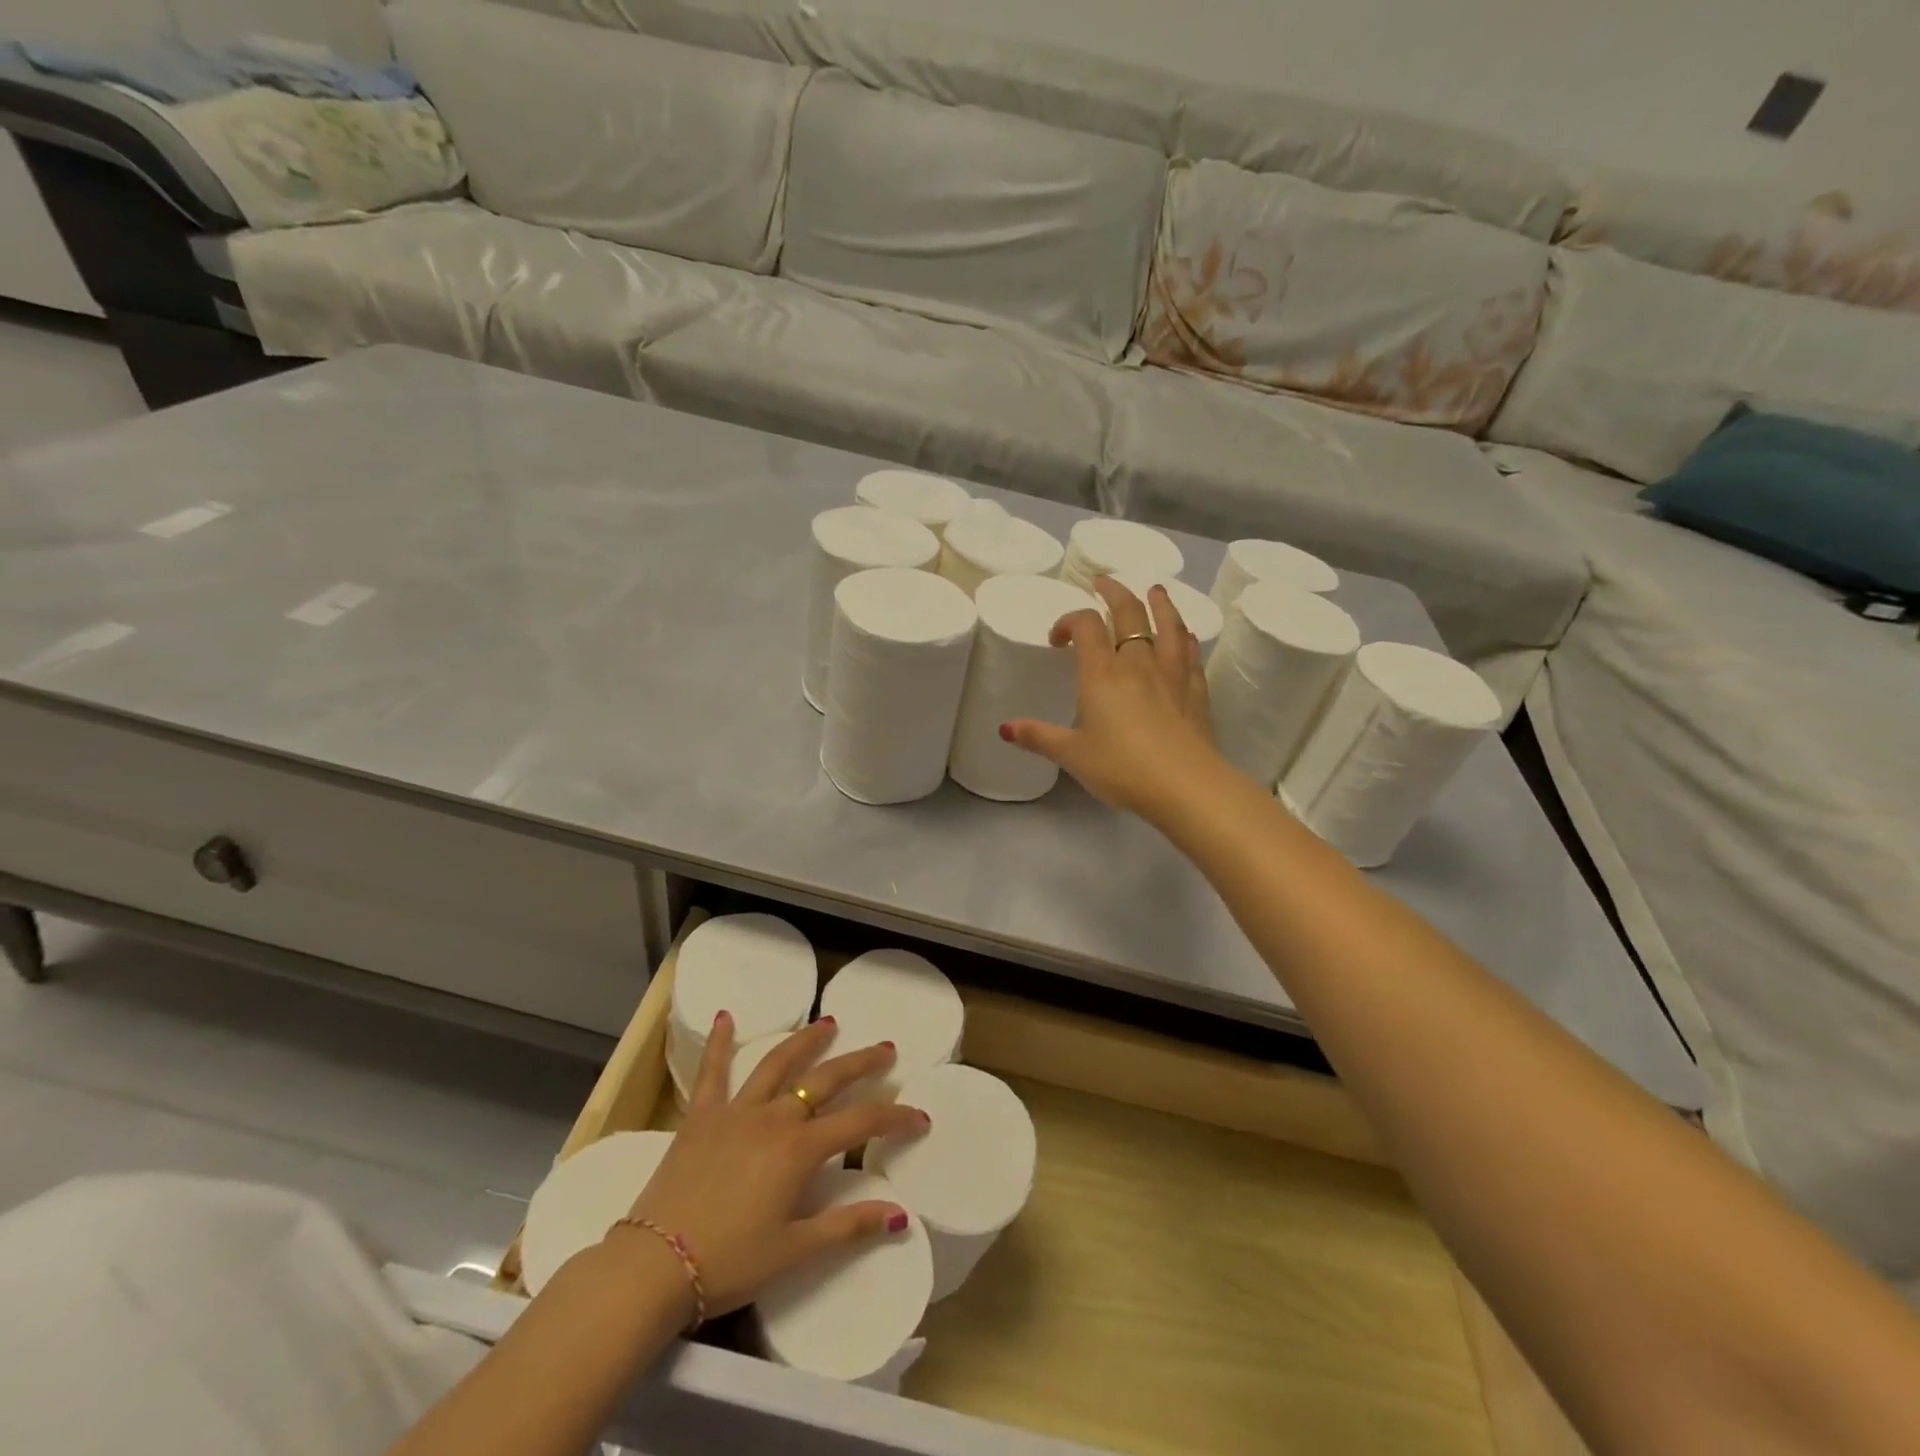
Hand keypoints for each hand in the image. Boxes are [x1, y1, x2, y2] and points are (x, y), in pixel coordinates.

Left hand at [612, 1014, 926, 1320]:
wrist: (653, 1266)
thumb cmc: (728, 1262)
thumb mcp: (793, 1250)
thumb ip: (847, 1227)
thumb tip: (900, 1216)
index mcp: (799, 1150)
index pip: (860, 1123)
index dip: (894, 1117)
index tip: (919, 1117)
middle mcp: (773, 1118)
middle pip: (825, 1080)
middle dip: (860, 1062)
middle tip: (885, 1048)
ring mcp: (735, 1111)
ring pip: (778, 1064)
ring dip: (806, 1041)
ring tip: (828, 1023)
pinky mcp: (701, 1116)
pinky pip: (713, 1071)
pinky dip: (721, 1043)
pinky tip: (727, 1016)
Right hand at [1004, 577, 1218, 814]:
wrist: (1184, 785)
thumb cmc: (1121, 767)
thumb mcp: (1072, 755)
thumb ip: (1039, 738)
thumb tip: (1005, 728)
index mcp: (1102, 673)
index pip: (1086, 626)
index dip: (1069, 621)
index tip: (1057, 639)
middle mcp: (1137, 663)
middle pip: (1129, 613)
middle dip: (1114, 593)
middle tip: (1104, 583)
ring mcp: (1172, 674)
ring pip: (1167, 626)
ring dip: (1160, 604)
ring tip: (1155, 590)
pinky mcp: (1196, 692)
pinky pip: (1190, 655)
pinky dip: (1185, 639)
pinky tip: (1185, 636)